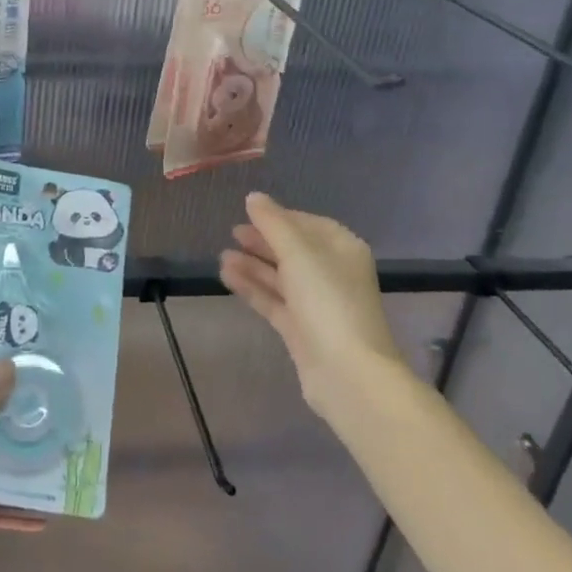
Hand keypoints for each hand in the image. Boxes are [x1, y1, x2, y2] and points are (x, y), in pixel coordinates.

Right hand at [219, 193, 407, 420]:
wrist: (348, 374)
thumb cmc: (328, 302)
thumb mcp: (298, 253)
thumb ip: (273, 223)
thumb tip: (254, 197)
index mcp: (343, 250)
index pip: (309, 224)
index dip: (281, 217)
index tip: (251, 213)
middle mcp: (333, 274)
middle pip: (294, 250)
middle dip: (264, 241)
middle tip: (232, 232)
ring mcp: (317, 304)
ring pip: (281, 277)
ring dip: (253, 265)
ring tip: (222, 256)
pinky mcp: (302, 330)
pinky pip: (273, 301)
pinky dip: (252, 288)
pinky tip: (227, 276)